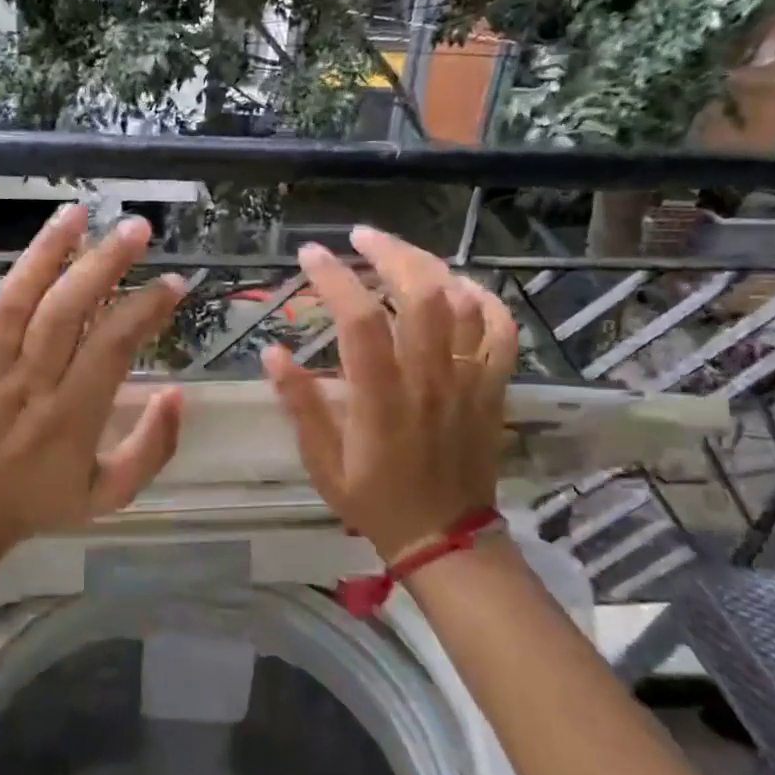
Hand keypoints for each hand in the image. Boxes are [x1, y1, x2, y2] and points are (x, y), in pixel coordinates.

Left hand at [0, 204, 185, 554]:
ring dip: (46, 252)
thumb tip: (177, 392)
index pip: (115, 345)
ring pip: (16, 301)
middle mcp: (30, 382)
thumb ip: (152, 449)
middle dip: (105, 264)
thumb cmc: (36, 501)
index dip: (147, 309)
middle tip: (137, 228)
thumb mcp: (110, 495)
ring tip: (75, 211)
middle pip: (68, 311)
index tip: (173, 282)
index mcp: (73, 413)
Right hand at [262, 226, 517, 562]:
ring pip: (462, 302)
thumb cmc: (374, 500)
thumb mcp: (322, 461)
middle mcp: (429, 378)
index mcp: (382, 397)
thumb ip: (299, 403)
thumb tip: (272, 352)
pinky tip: (459, 286)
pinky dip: (484, 298)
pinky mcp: (493, 388)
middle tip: (360, 236)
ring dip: (430, 265)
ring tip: (400, 254)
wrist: (444, 537)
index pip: (360, 320)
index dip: (335, 278)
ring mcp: (468, 381)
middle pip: (421, 292)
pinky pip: (501, 330)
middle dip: (389, 252)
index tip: (310, 254)